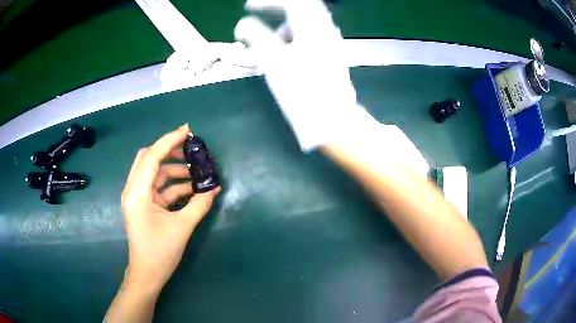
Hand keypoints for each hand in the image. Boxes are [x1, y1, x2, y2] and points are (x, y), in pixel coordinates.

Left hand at [121, 124, 220, 292]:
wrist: (147, 274)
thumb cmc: (160, 252)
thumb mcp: (182, 227)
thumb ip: (199, 205)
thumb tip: (214, 188)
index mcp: (137, 192)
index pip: (152, 157)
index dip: (169, 140)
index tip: (188, 130)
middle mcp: (133, 190)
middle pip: (149, 158)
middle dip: (170, 151)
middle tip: (191, 150)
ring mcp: (138, 197)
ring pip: (155, 172)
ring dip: (174, 170)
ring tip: (197, 173)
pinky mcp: (144, 204)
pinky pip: (158, 187)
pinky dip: (173, 185)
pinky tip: (191, 189)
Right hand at [234, 0, 371, 150]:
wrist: (331, 117)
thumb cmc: (301, 89)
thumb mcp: (272, 60)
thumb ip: (255, 36)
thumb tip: (242, 24)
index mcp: (311, 26)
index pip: (290, 2)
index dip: (266, 1)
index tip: (248, 6)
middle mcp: (325, 29)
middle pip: (301, 8)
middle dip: (277, 10)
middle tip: (260, 15)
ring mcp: (331, 41)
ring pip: (304, 23)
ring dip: (284, 27)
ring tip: (271, 46)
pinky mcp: (331, 54)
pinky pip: (310, 36)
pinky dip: (294, 38)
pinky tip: (287, 55)